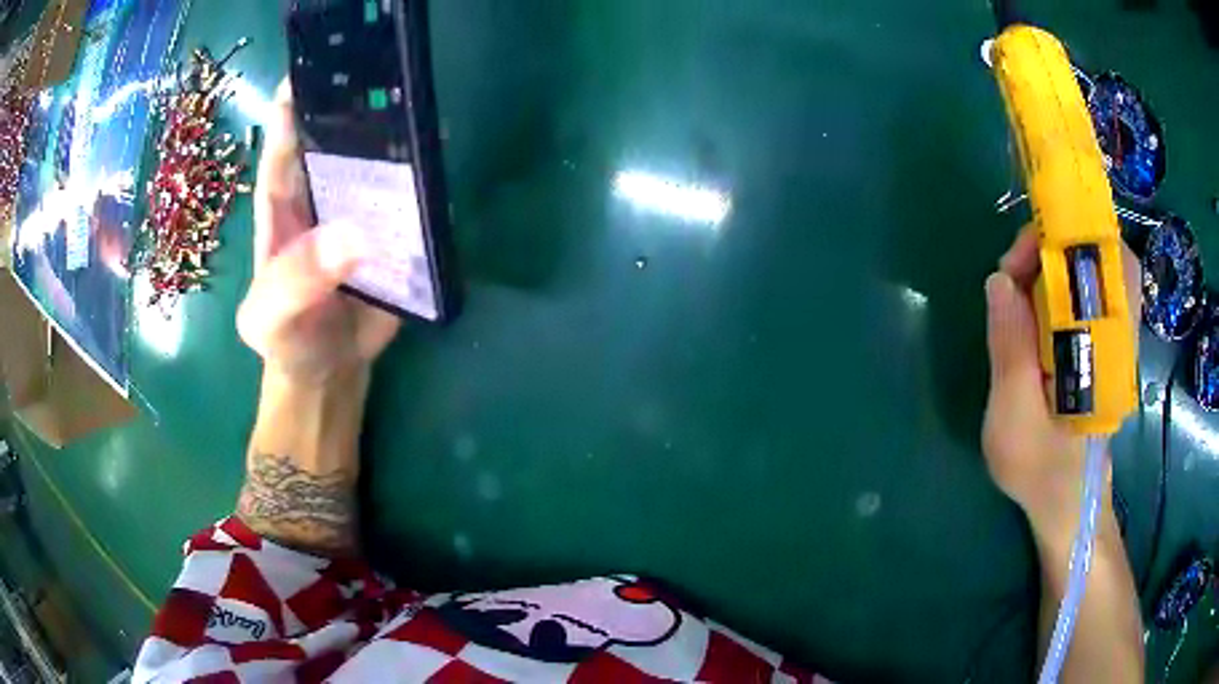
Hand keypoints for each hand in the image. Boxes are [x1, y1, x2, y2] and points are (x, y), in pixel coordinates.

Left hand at [237, 80, 398, 382]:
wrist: (330, 370)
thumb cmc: (288, 341)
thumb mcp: (272, 319)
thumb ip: (297, 280)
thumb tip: (354, 234)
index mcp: (281, 210)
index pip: (283, 151)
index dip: (291, 110)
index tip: (310, 71)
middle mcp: (321, 199)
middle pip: (336, 143)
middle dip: (353, 107)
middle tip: (380, 73)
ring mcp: (360, 213)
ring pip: (378, 164)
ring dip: (397, 136)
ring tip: (419, 104)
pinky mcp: (392, 234)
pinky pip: (410, 200)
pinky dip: (427, 179)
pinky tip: (442, 154)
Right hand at [981, 228, 1140, 537]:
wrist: (1069, 502)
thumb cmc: (1042, 469)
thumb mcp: (1014, 417)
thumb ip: (1010, 348)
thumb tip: (999, 280)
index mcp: (1106, 344)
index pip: (1107, 259)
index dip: (1065, 238)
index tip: (1020, 259)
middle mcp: (1117, 328)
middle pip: (1102, 251)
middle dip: (1054, 245)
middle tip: (1014, 273)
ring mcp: (1113, 333)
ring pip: (1094, 266)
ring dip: (1053, 261)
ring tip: (1018, 290)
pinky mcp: (1102, 341)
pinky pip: (1088, 291)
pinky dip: (1059, 282)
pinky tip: (1034, 308)